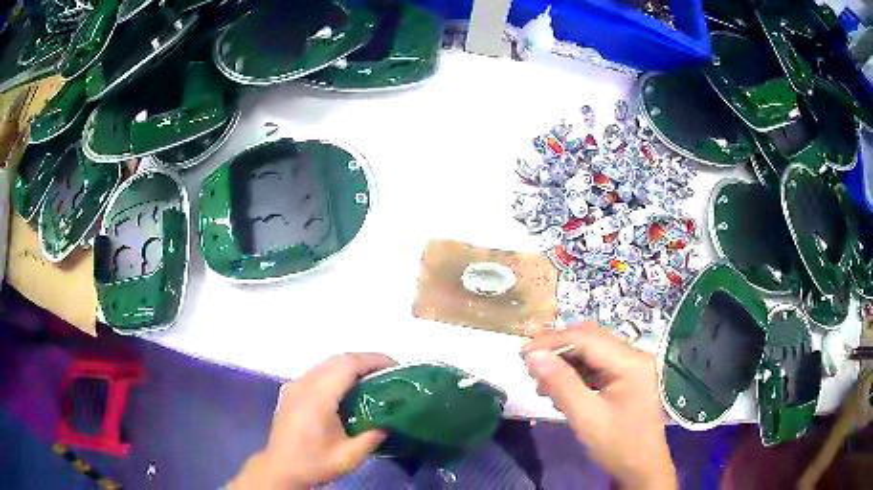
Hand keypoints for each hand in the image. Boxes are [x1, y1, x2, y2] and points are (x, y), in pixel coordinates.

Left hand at [229, 353, 396, 489]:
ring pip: (326, 364)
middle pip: (337, 359)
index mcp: (317, 397)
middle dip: (365, 361)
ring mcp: (294, 385)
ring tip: (372, 379)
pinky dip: (336, 373)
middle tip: (389, 373)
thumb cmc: (315, 463)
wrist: (281, 469)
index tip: (396, 367)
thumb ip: (373, 436)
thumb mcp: (350, 456)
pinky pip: (317, 372)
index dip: (373, 360)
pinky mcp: (291, 391)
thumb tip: (391, 420)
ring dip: (350, 366)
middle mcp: (303, 384)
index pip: (347, 365)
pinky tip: (347, 389)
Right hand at [521, 323, 676, 489]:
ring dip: (565, 362)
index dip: (552, 341)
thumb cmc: (617, 444)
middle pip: (590, 340)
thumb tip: (532, 355)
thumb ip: (561, 383)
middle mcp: (633, 355)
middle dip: (558, 350)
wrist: (641, 468)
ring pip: (592, 352)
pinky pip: (597, 366)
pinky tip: (560, 391)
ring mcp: (631, 366)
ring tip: (541, 383)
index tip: (522, 353)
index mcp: (630, 361)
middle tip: (530, 366)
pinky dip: (576, 374)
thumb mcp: (586, 416)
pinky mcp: (626, 378)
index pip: (586, 338)